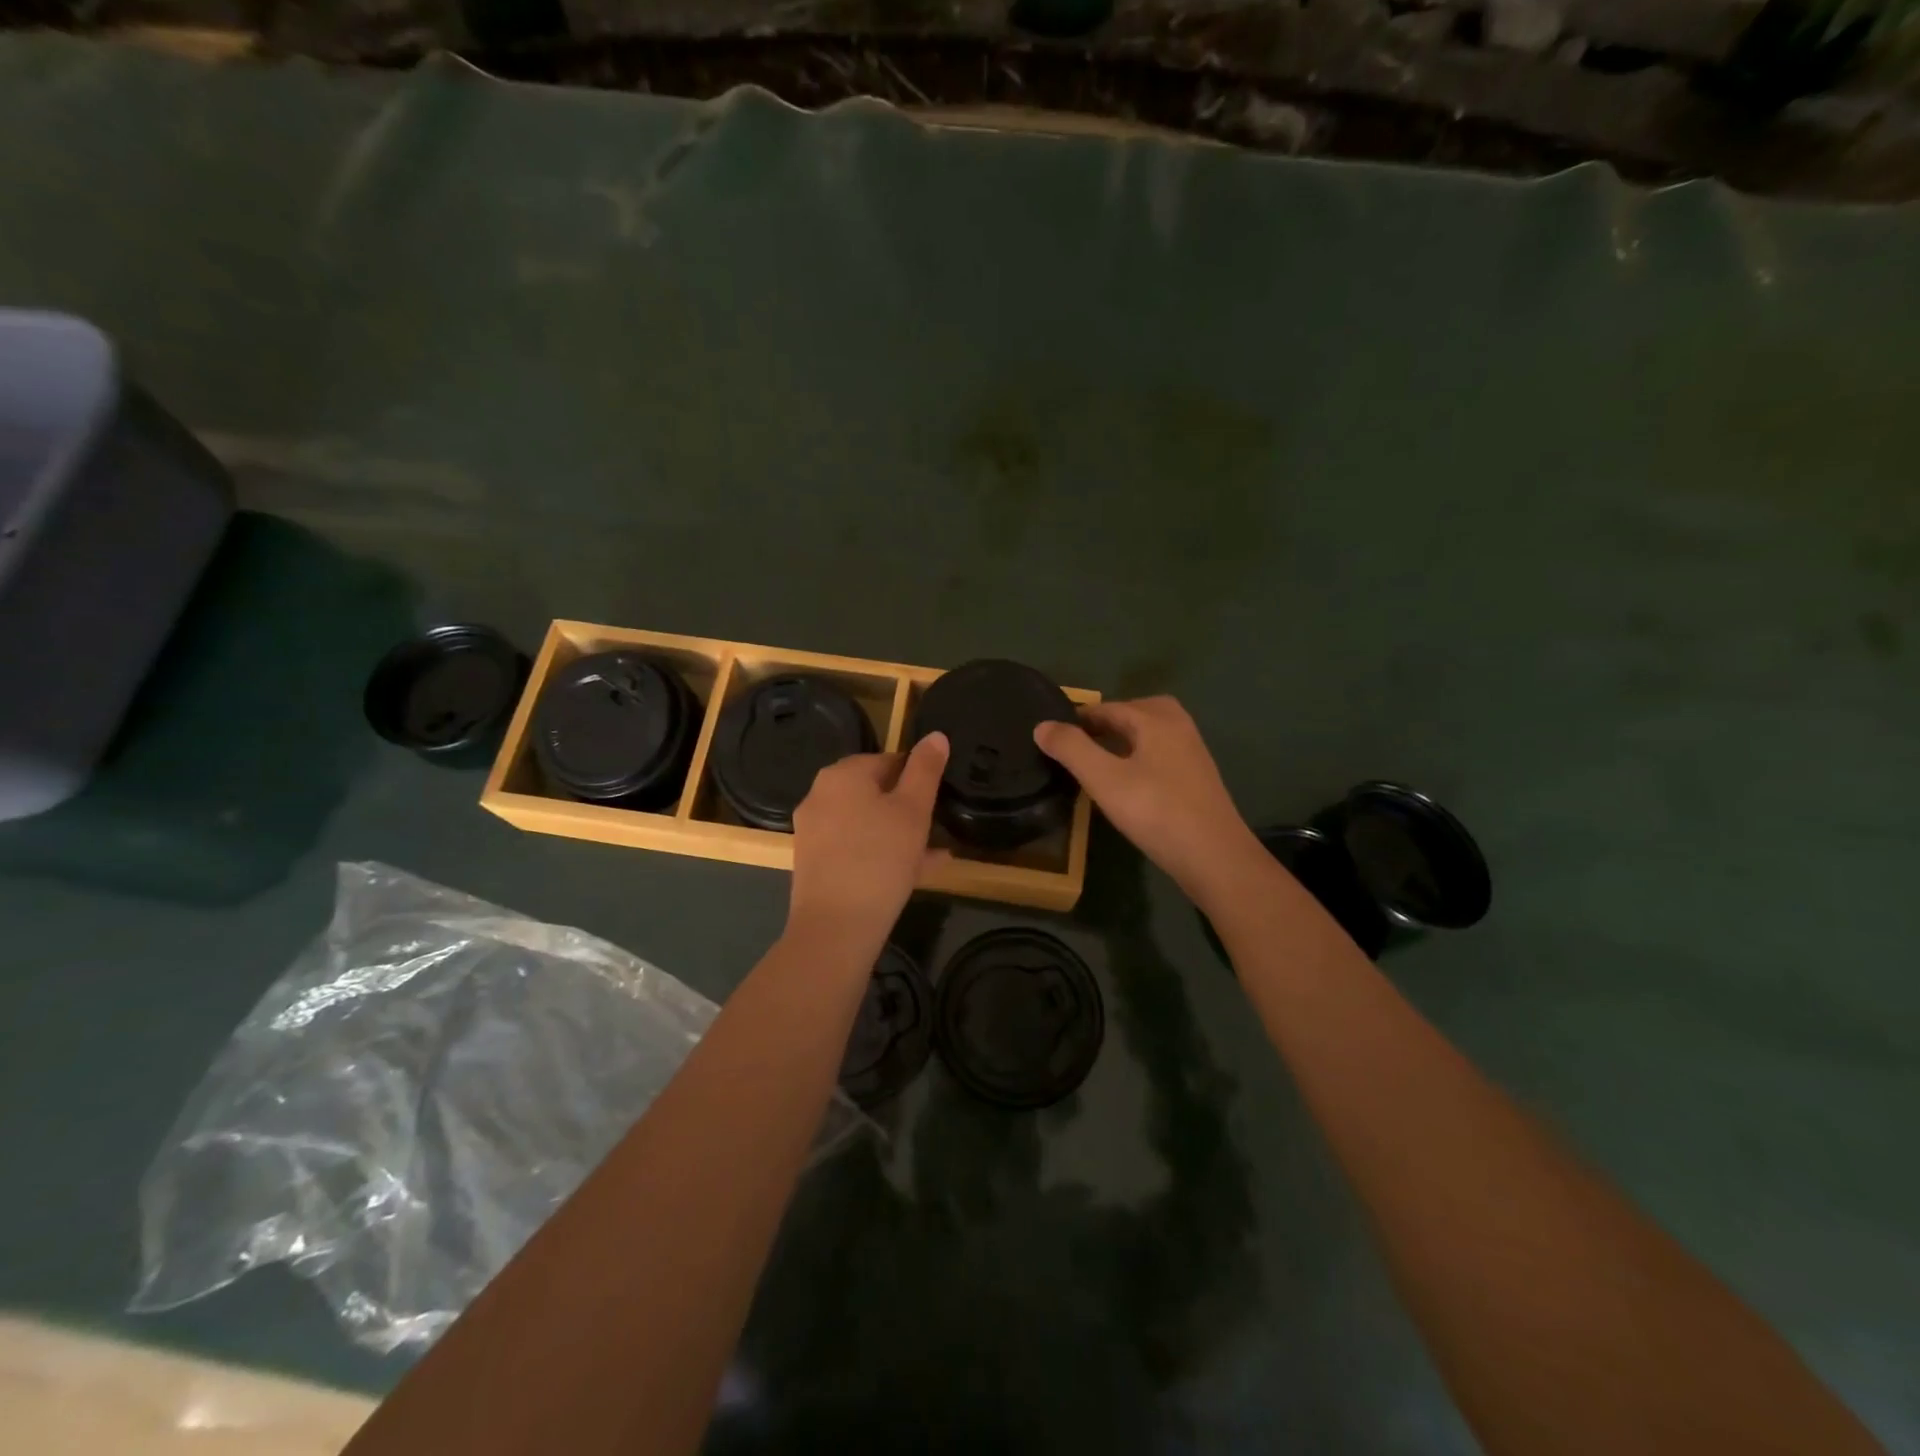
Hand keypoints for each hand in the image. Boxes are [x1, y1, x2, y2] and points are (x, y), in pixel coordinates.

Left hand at [788, 732, 949, 946]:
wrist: (836, 926)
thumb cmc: (880, 858)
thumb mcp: (913, 810)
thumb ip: (926, 769)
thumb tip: (936, 735)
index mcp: (842, 774)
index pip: (888, 760)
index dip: (917, 777)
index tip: (937, 799)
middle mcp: (820, 795)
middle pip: (874, 792)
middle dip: (907, 807)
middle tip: (935, 828)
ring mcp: (812, 830)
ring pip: (866, 822)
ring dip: (898, 833)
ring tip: (932, 854)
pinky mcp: (813, 861)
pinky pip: (854, 846)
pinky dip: (879, 852)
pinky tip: (911, 873)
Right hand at [1035, 697, 1262, 902]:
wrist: (1214, 857)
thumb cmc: (1155, 812)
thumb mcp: (1104, 779)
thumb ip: (1071, 749)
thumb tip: (1042, 725)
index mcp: (1156, 718)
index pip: (1108, 708)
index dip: (1079, 718)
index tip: (1054, 734)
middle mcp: (1178, 726)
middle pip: (1134, 713)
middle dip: (1105, 723)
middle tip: (1077, 743)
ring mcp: (1192, 753)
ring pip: (1150, 734)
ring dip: (1123, 740)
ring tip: (1097, 760)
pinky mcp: (1198, 779)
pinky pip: (1161, 754)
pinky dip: (1139, 757)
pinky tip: (1127, 782)